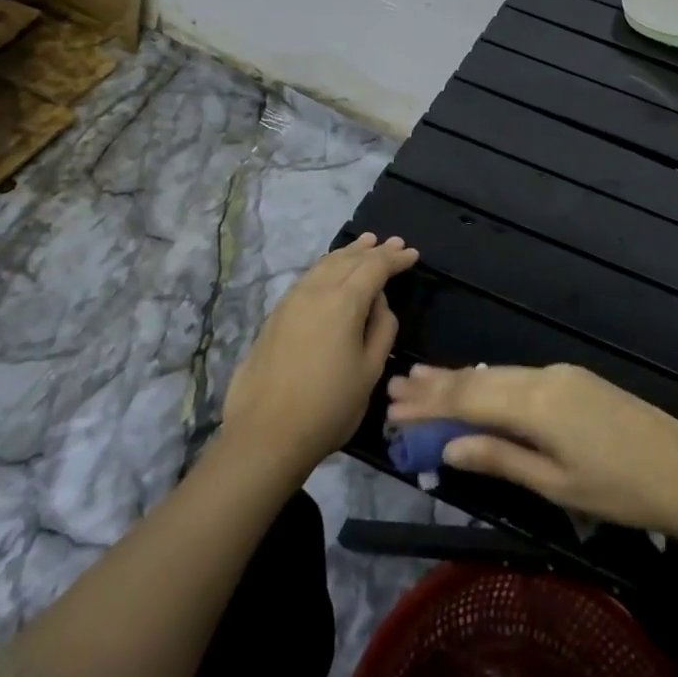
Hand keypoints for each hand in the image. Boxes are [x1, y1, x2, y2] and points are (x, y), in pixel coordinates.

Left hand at [223, 233, 418, 475]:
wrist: (266, 434)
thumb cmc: (328, 407)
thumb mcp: (370, 371)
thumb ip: (382, 329)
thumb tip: (378, 303)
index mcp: (343, 302)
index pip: (374, 267)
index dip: (395, 259)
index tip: (412, 254)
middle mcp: (315, 291)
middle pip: (348, 259)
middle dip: (373, 250)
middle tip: (393, 242)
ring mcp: (291, 301)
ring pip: (324, 265)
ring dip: (348, 253)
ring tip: (364, 245)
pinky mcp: (276, 316)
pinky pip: (309, 278)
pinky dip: (327, 267)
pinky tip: (332, 272)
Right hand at [386, 363, 677, 536]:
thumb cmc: (621, 491)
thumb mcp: (556, 485)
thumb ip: (501, 459)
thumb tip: (450, 447)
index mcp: (536, 404)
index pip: (469, 400)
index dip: (430, 404)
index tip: (393, 404)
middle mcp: (543, 377)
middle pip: (480, 379)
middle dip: (437, 385)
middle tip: (396, 385)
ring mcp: (561, 373)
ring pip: (498, 373)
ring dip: (460, 379)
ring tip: (422, 379)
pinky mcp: (575, 378)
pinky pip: (519, 376)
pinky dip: (489, 382)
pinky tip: (474, 384)